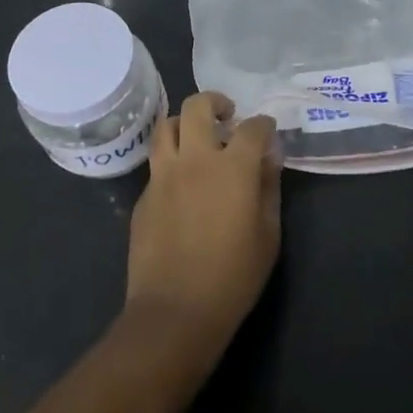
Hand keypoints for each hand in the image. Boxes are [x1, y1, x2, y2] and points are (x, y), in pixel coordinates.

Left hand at [124, 92, 279, 353]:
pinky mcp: (144, 196)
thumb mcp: (268, 234)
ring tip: (198, 139)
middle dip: (216, 102)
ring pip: (166, 125)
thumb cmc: (234, 276)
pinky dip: (172, 159)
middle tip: (227, 117)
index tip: (268, 131)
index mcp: (233, 167)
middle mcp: (195, 160)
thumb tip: (268, 159)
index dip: (264, 124)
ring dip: (185, 123)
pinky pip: (157, 162)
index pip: (252, 127)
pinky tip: (183, 183)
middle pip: (198, 106)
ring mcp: (163, 176)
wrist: (175, 310)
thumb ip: (269, 188)